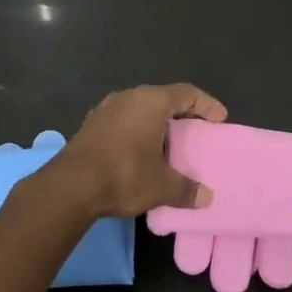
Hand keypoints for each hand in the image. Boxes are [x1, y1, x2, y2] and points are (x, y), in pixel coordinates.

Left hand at [50, 84, 227, 219]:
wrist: (70, 185)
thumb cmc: (124, 174)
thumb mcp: (162, 185)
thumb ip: (186, 188)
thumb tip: (206, 197)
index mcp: (151, 101)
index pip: (187, 93)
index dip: (206, 105)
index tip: (220, 119)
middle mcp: (128, 97)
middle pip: (162, 98)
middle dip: (181, 114)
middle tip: (196, 131)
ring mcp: (105, 109)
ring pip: (139, 110)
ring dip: (156, 124)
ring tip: (169, 144)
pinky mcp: (90, 125)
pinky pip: (123, 122)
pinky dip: (137, 132)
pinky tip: (140, 152)